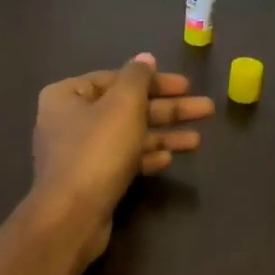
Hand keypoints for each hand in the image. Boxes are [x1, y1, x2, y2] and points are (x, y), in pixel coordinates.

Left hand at [31, 54, 213, 261]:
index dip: (154, 81)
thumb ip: (138, 78)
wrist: (72, 216)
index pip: (116, 78)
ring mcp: (79, 153)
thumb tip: (145, 58)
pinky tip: (170, 160)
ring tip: (198, 141)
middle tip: (206, 109)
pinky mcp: (90, 181)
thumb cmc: (97, 151)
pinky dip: (146, 157)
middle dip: (168, 110)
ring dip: (163, 135)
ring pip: (128, 136)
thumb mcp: (123, 105)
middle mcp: (69, 121)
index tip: (186, 85)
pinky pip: (122, 161)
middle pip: (127, 108)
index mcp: (67, 95)